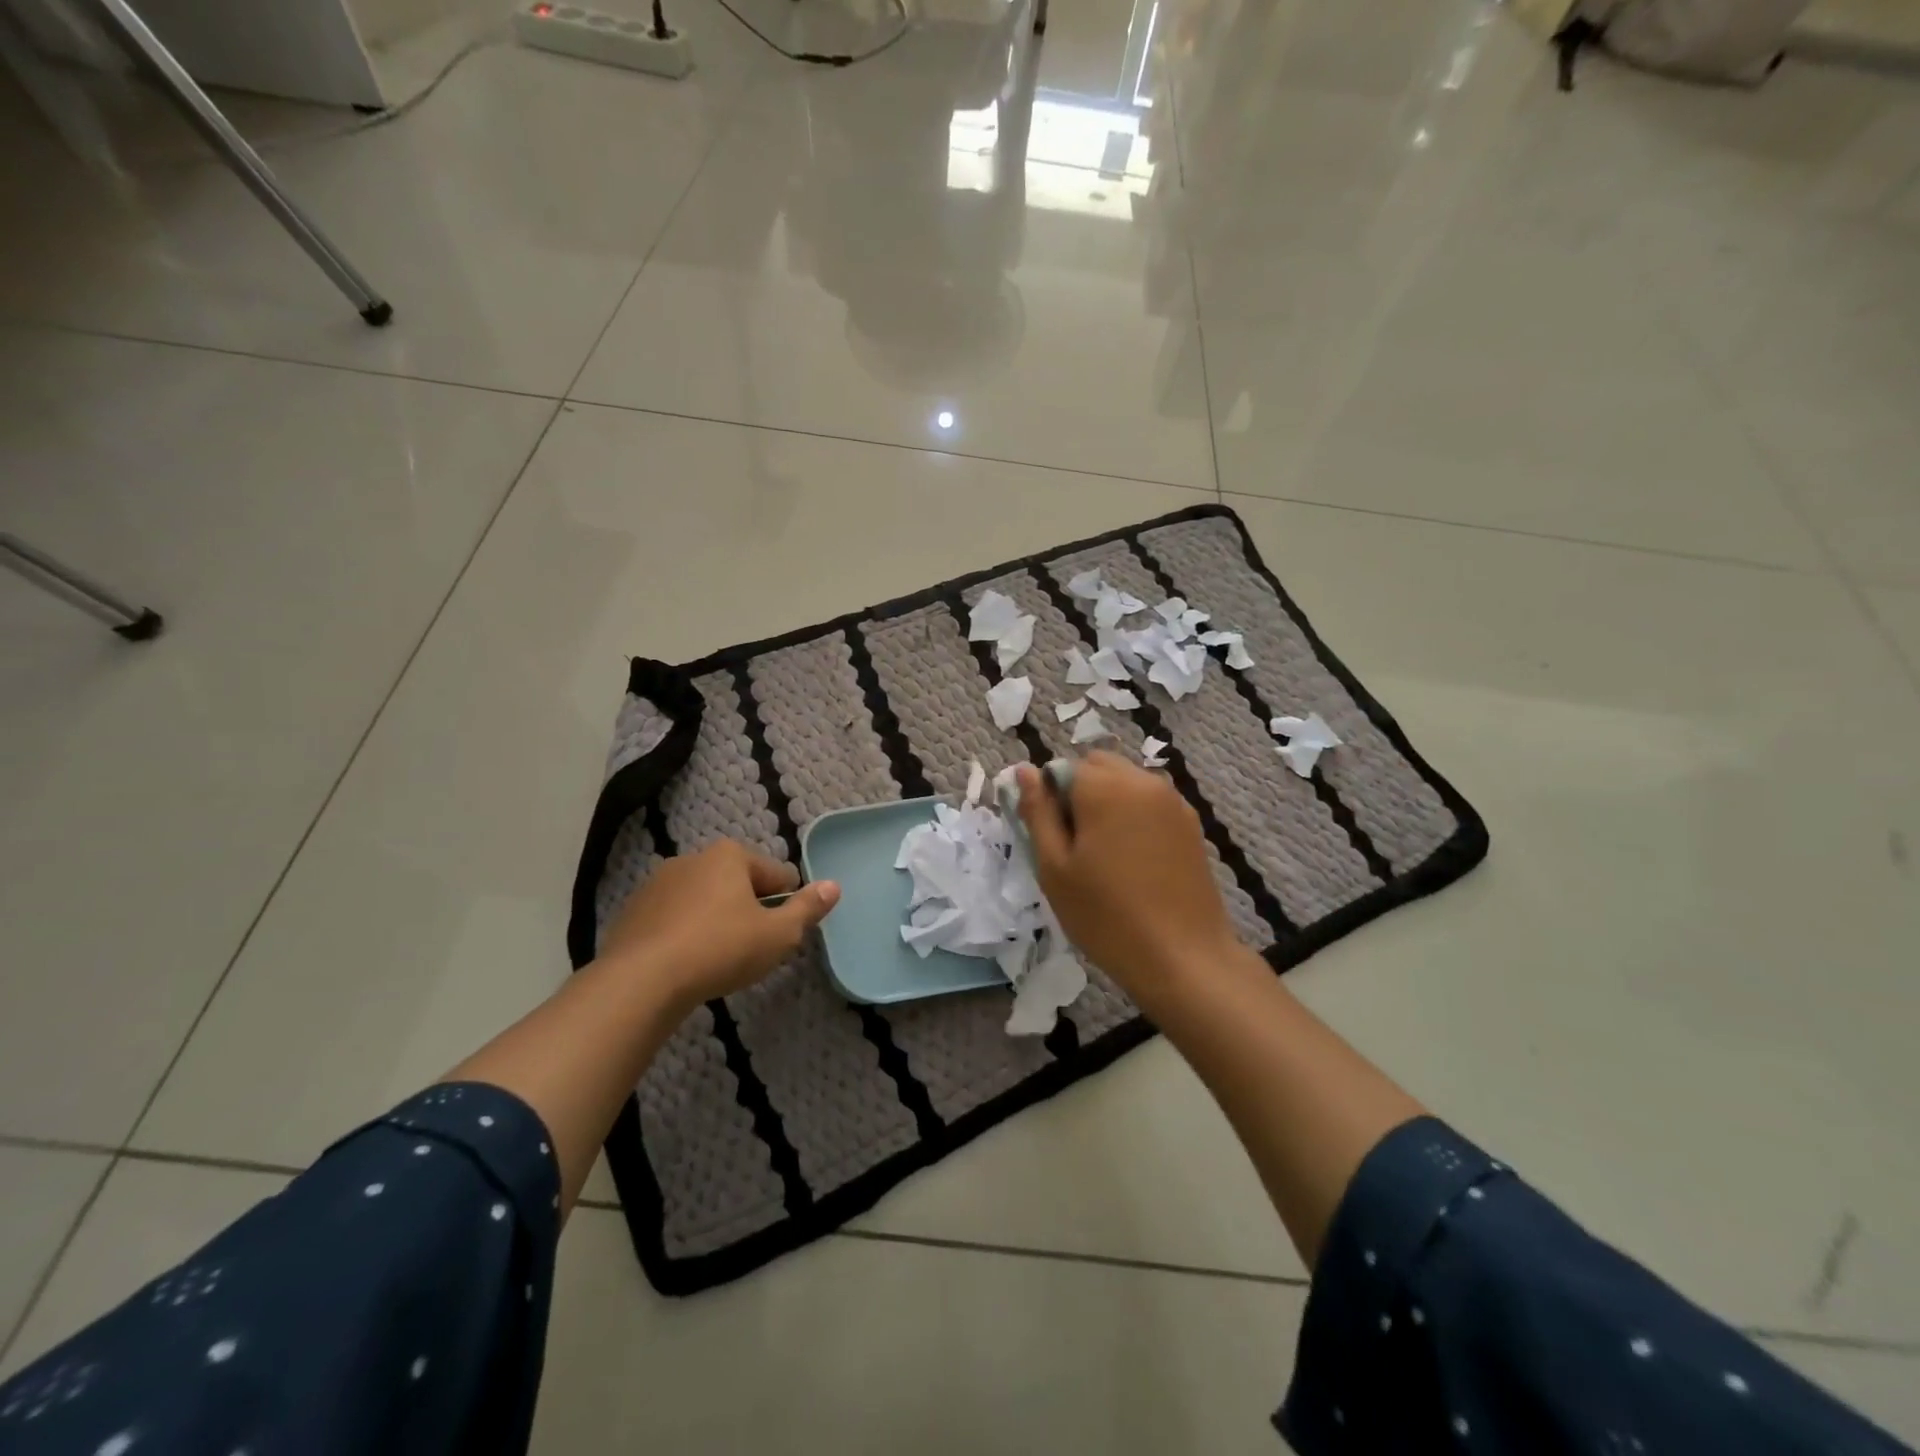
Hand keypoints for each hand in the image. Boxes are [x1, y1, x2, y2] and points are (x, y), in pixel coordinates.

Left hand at [598, 840, 839, 1009]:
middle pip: (737, 883)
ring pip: (703, 899)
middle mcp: (693, 858)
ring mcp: (658, 883)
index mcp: (730, 855)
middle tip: (751, 948)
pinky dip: (683, 933)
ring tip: (717, 958)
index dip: (786, 903)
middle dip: (748, 909)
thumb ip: (807, 909)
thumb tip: (833, 886)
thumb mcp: (777, 935)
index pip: (776, 874)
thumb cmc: (720, 950)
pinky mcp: (633, 910)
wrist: (641, 982)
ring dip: (714, 919)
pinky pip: (672, 918)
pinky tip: (685, 963)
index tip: (780, 933)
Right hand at [1016, 752, 1238, 1004]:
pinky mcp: (1191, 824)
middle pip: (1097, 766)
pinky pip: (1150, 803)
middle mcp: (1142, 781)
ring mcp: (1173, 801)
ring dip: (1108, 803)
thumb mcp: (1055, 868)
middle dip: (1079, 792)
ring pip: (1126, 783)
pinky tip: (1134, 862)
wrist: (1183, 958)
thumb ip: (1038, 813)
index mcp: (1104, 787)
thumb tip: (1024, 771)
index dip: (1048, 798)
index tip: (1050, 837)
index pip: (1061, 768)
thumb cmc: (1106, 916)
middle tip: (1074, 845)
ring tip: (1105, 855)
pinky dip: (1134, 817)